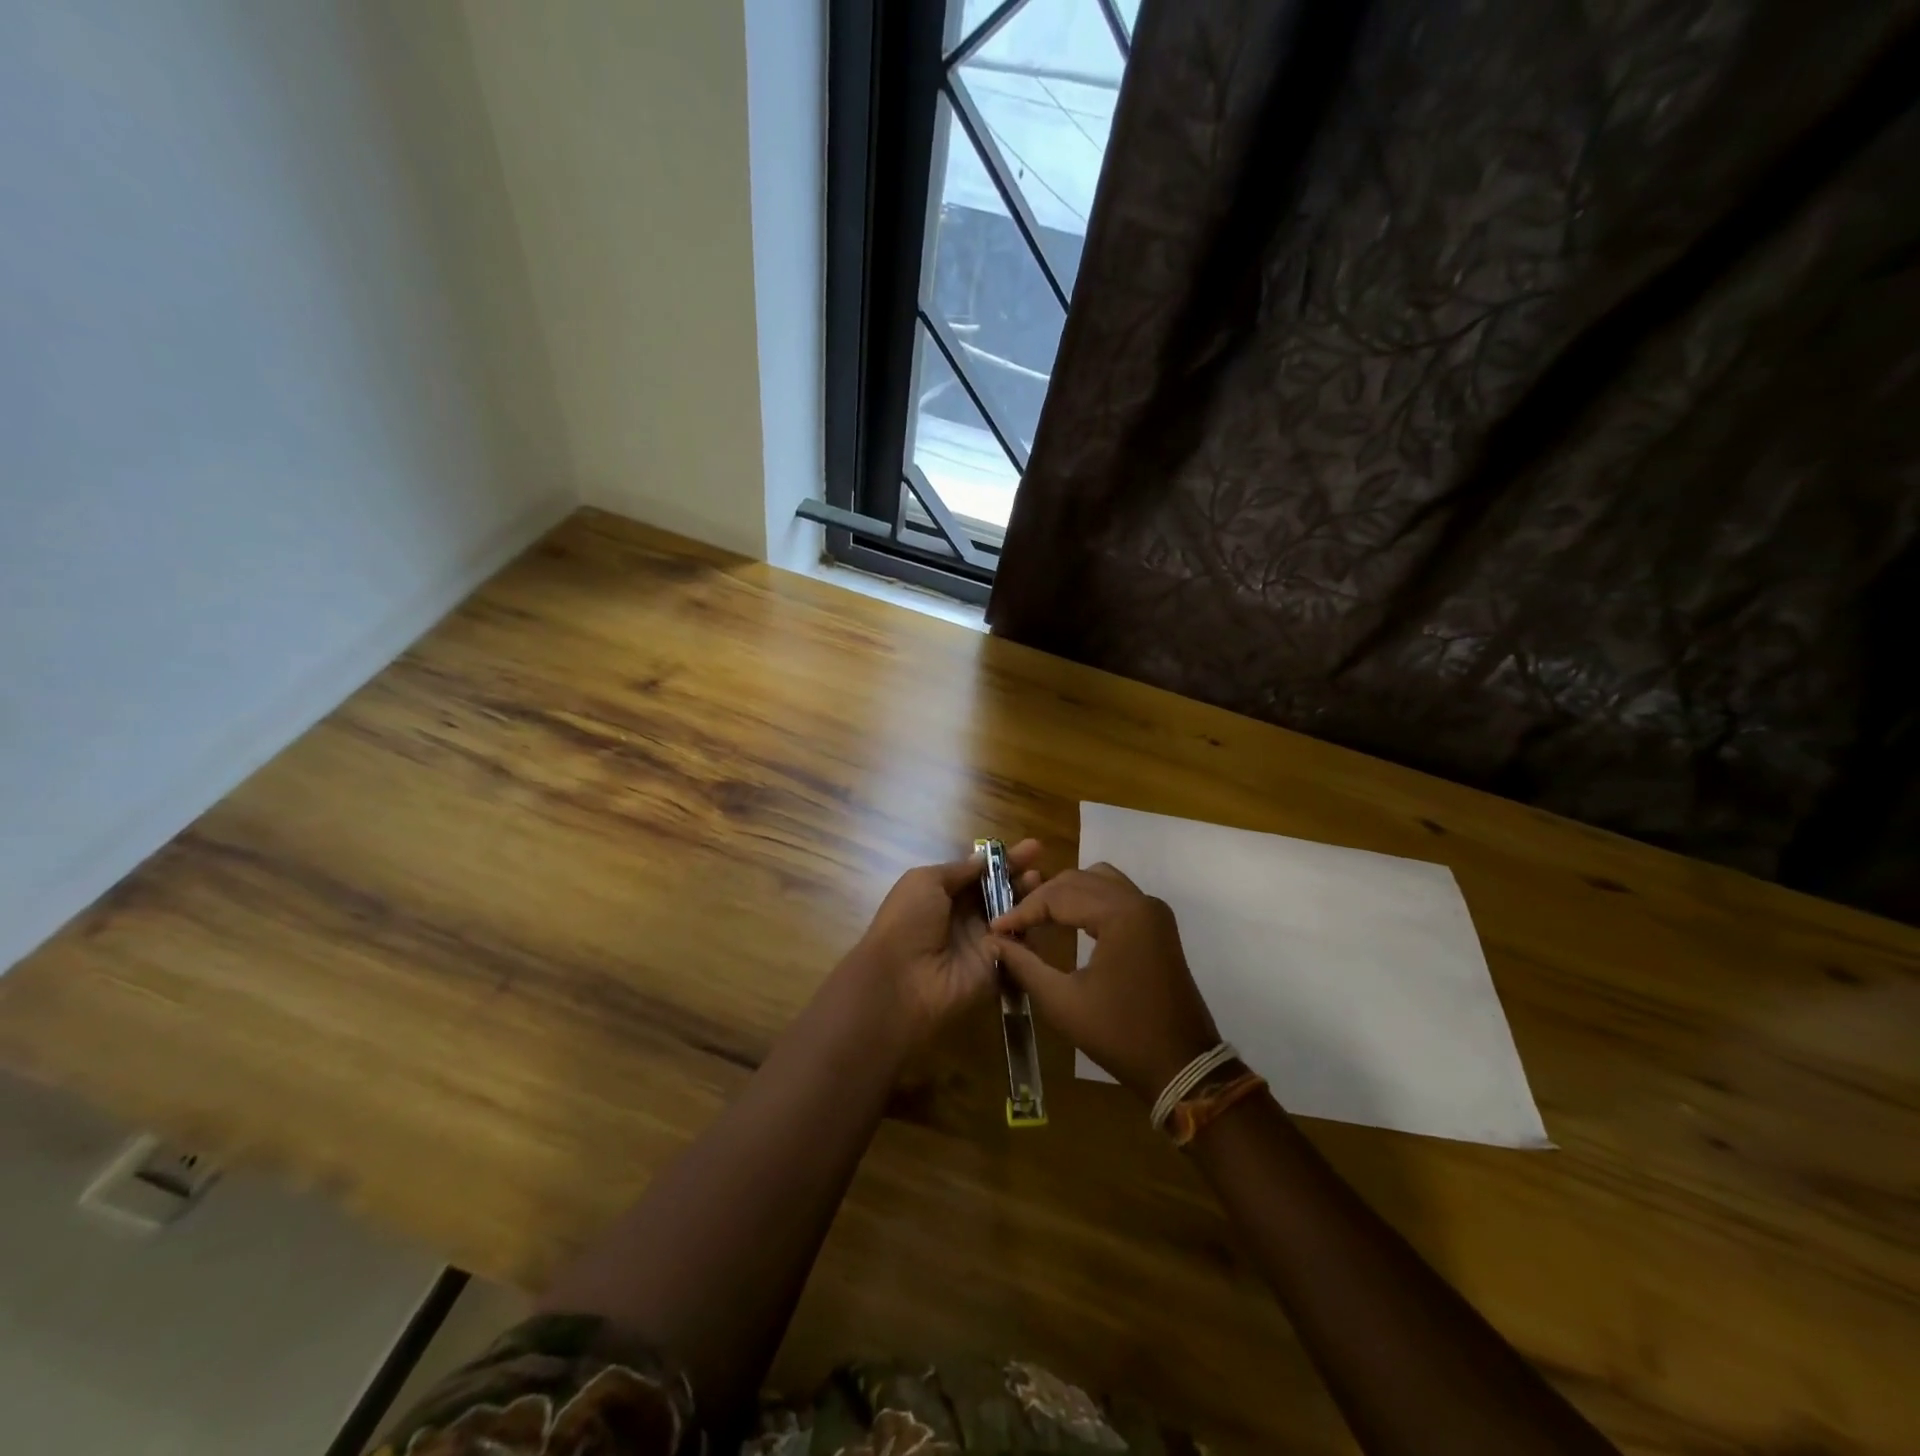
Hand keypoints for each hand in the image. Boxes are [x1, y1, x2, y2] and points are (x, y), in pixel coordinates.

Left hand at [847, 839, 1043, 1040]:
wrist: (903, 981)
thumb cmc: (908, 922)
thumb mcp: (924, 881)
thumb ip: (958, 870)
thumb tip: (983, 859)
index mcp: (943, 895)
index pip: (980, 874)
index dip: (1003, 861)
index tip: (1031, 848)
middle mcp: (964, 917)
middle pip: (999, 893)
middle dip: (1020, 876)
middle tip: (1040, 861)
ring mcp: (982, 942)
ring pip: (1013, 915)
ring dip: (1028, 897)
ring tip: (1040, 881)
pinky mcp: (997, 966)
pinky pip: (1019, 944)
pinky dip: (1030, 927)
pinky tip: (1041, 910)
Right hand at [990, 862, 1218, 1101]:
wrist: (1181, 1065)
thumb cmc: (1120, 1035)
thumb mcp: (1062, 1002)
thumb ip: (1024, 965)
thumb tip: (994, 942)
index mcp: (1121, 915)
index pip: (1059, 896)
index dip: (1023, 910)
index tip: (996, 928)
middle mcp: (1140, 901)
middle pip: (1078, 880)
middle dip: (1042, 899)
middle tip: (1013, 923)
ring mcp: (1153, 911)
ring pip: (1099, 880)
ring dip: (1066, 893)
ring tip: (1038, 917)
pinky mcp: (1158, 924)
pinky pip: (1116, 894)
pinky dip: (1089, 899)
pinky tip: (1070, 921)